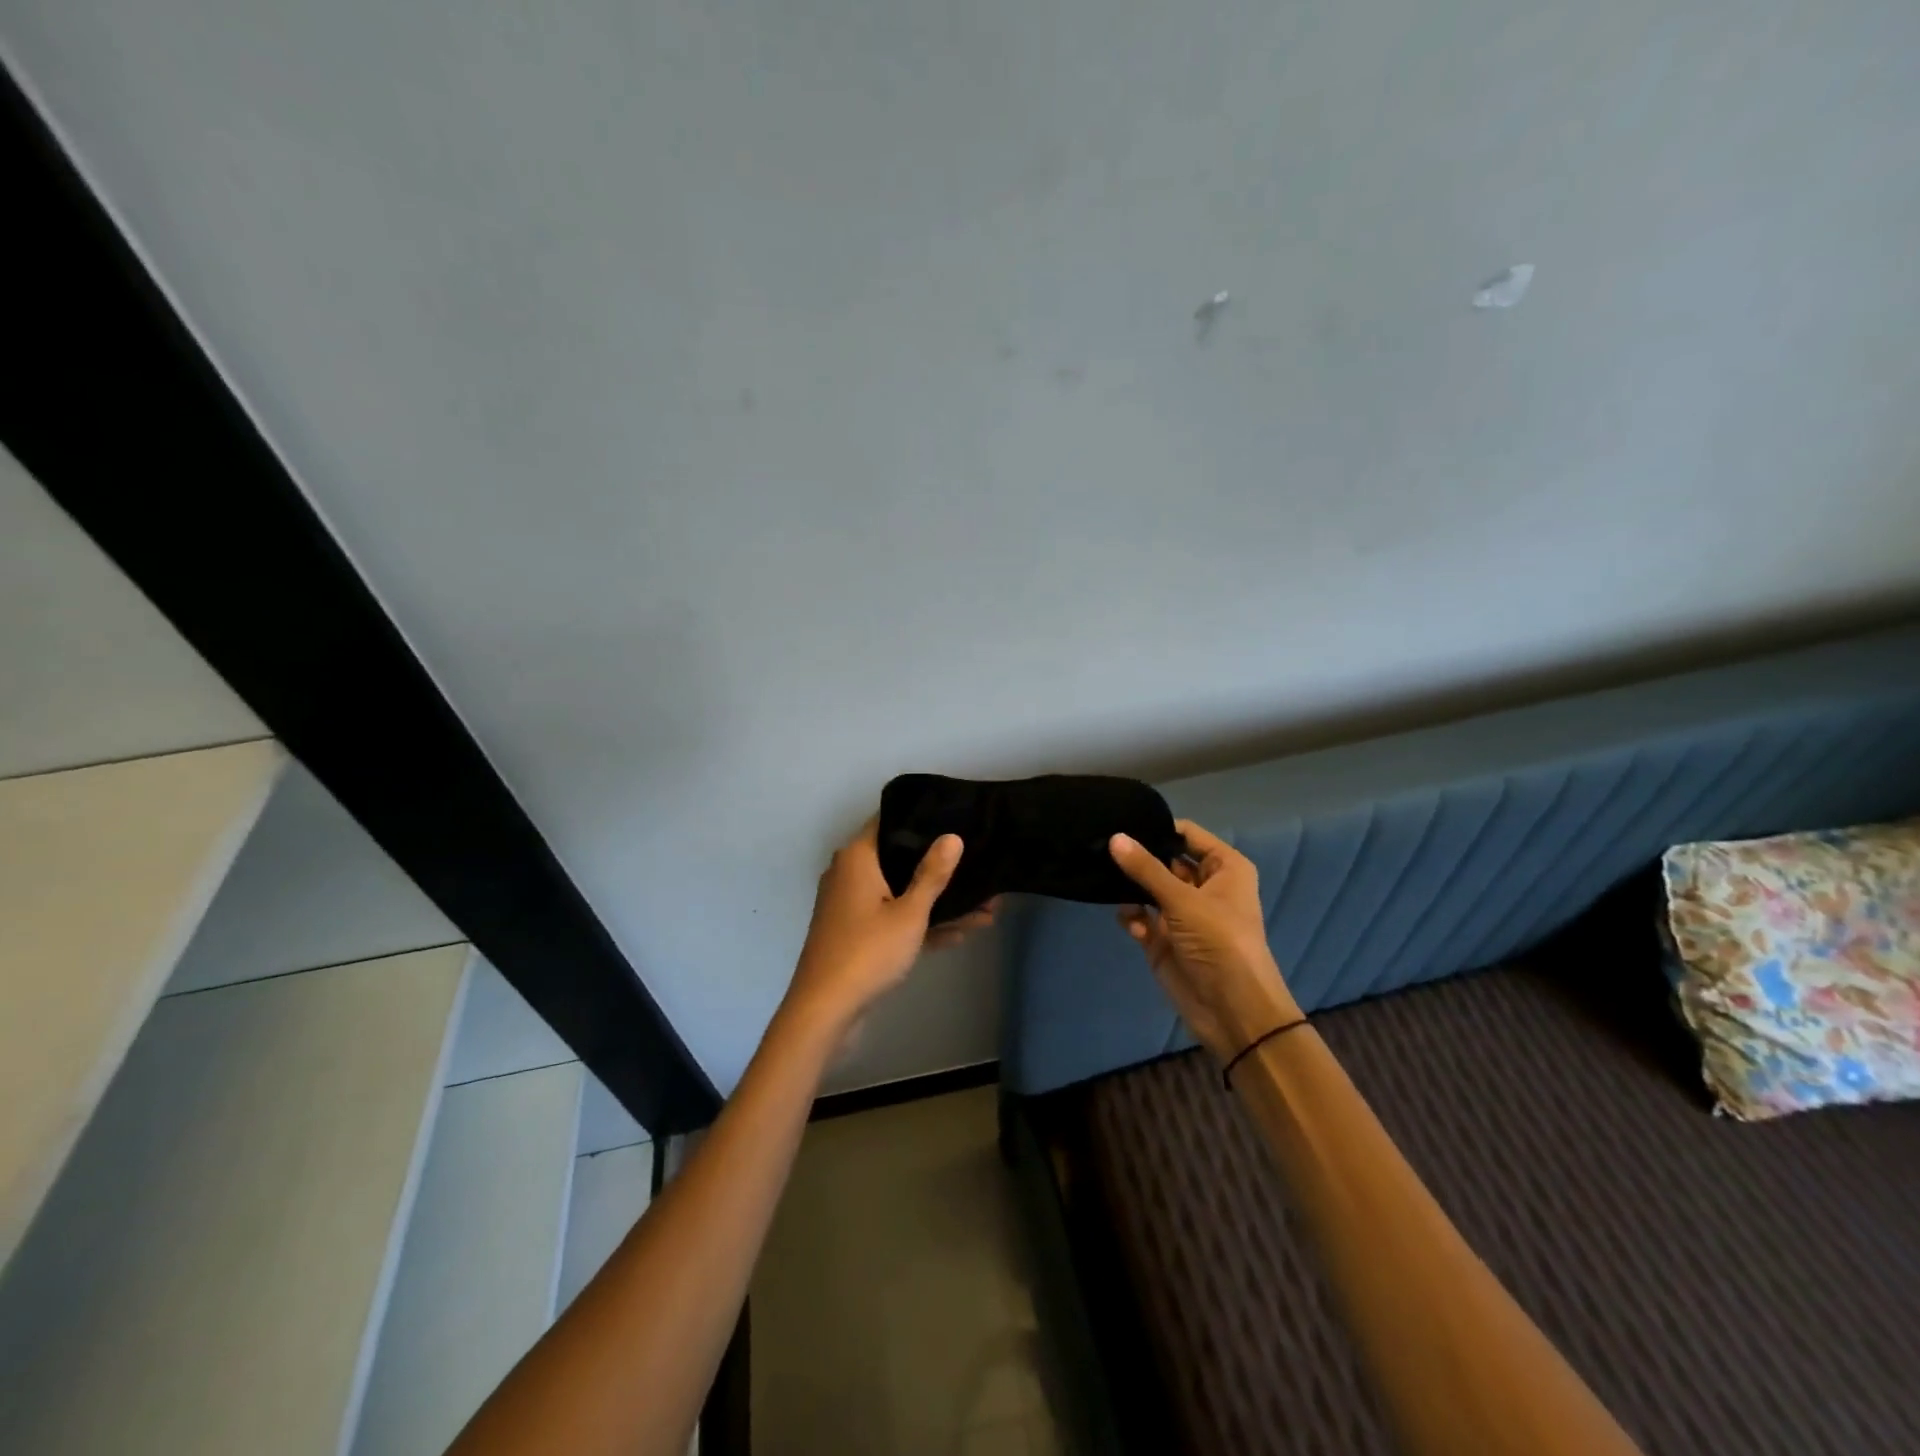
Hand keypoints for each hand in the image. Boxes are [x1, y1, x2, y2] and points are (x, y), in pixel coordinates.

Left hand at [782, 821, 992, 1042]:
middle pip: (900, 858)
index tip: (957, 817)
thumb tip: (952, 836)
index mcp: (857, 858)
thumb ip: (932, 874)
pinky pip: (894, 917)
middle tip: (980, 860)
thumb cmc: (867, 952)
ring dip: (939, 901)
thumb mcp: (909, 913)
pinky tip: (964, 931)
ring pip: (902, 892)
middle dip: (940, 866)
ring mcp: (853, 906)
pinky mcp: (858, 933)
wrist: (824, 1011)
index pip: (891, 821)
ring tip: (987, 905)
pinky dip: (922, 923)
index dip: (923, 818)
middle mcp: (850, 874)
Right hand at [1109, 819, 1299, 1062]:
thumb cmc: (1220, 942)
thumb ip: (1146, 869)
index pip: (1186, 834)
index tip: (1122, 823)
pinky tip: (1132, 924)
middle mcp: (1203, 885)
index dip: (1158, 828)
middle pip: (1163, 859)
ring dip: (1129, 888)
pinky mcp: (1163, 937)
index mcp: (1223, 868)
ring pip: (1147, 888)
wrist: (1233, 1010)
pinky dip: (1133, 916)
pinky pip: (1140, 915)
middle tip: (1100, 847)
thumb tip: (1114, 837)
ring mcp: (1182, 912)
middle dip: (1136, 857)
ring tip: (1104, 880)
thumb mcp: (1183, 900)